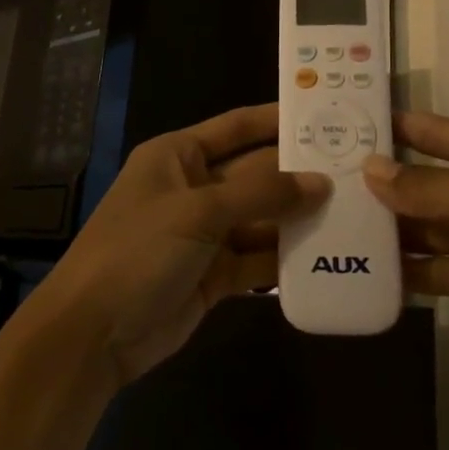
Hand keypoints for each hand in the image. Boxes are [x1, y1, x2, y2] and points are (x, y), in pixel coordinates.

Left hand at [27, 104, 328, 385]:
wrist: (92, 335)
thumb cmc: (138, 251)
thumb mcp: (198, 212)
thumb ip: (260, 195)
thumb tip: (319, 183)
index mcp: (179, 156)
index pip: (236, 127)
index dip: (276, 119)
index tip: (324, 114)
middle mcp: (194, 188)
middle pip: (255, 173)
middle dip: (297, 174)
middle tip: (355, 170)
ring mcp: (204, 233)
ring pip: (261, 217)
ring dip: (297, 217)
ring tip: (353, 212)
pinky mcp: (214, 274)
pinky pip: (257, 257)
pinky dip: (285, 257)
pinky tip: (326, 255)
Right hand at [365, 110, 448, 400]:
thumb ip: (427, 188)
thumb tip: (369, 169)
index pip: (441, 132)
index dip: (399, 128)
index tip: (349, 124)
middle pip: (433, 181)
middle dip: (389, 184)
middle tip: (331, 184)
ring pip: (434, 225)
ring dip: (397, 230)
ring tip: (341, 228)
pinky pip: (444, 266)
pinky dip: (416, 270)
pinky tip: (375, 272)